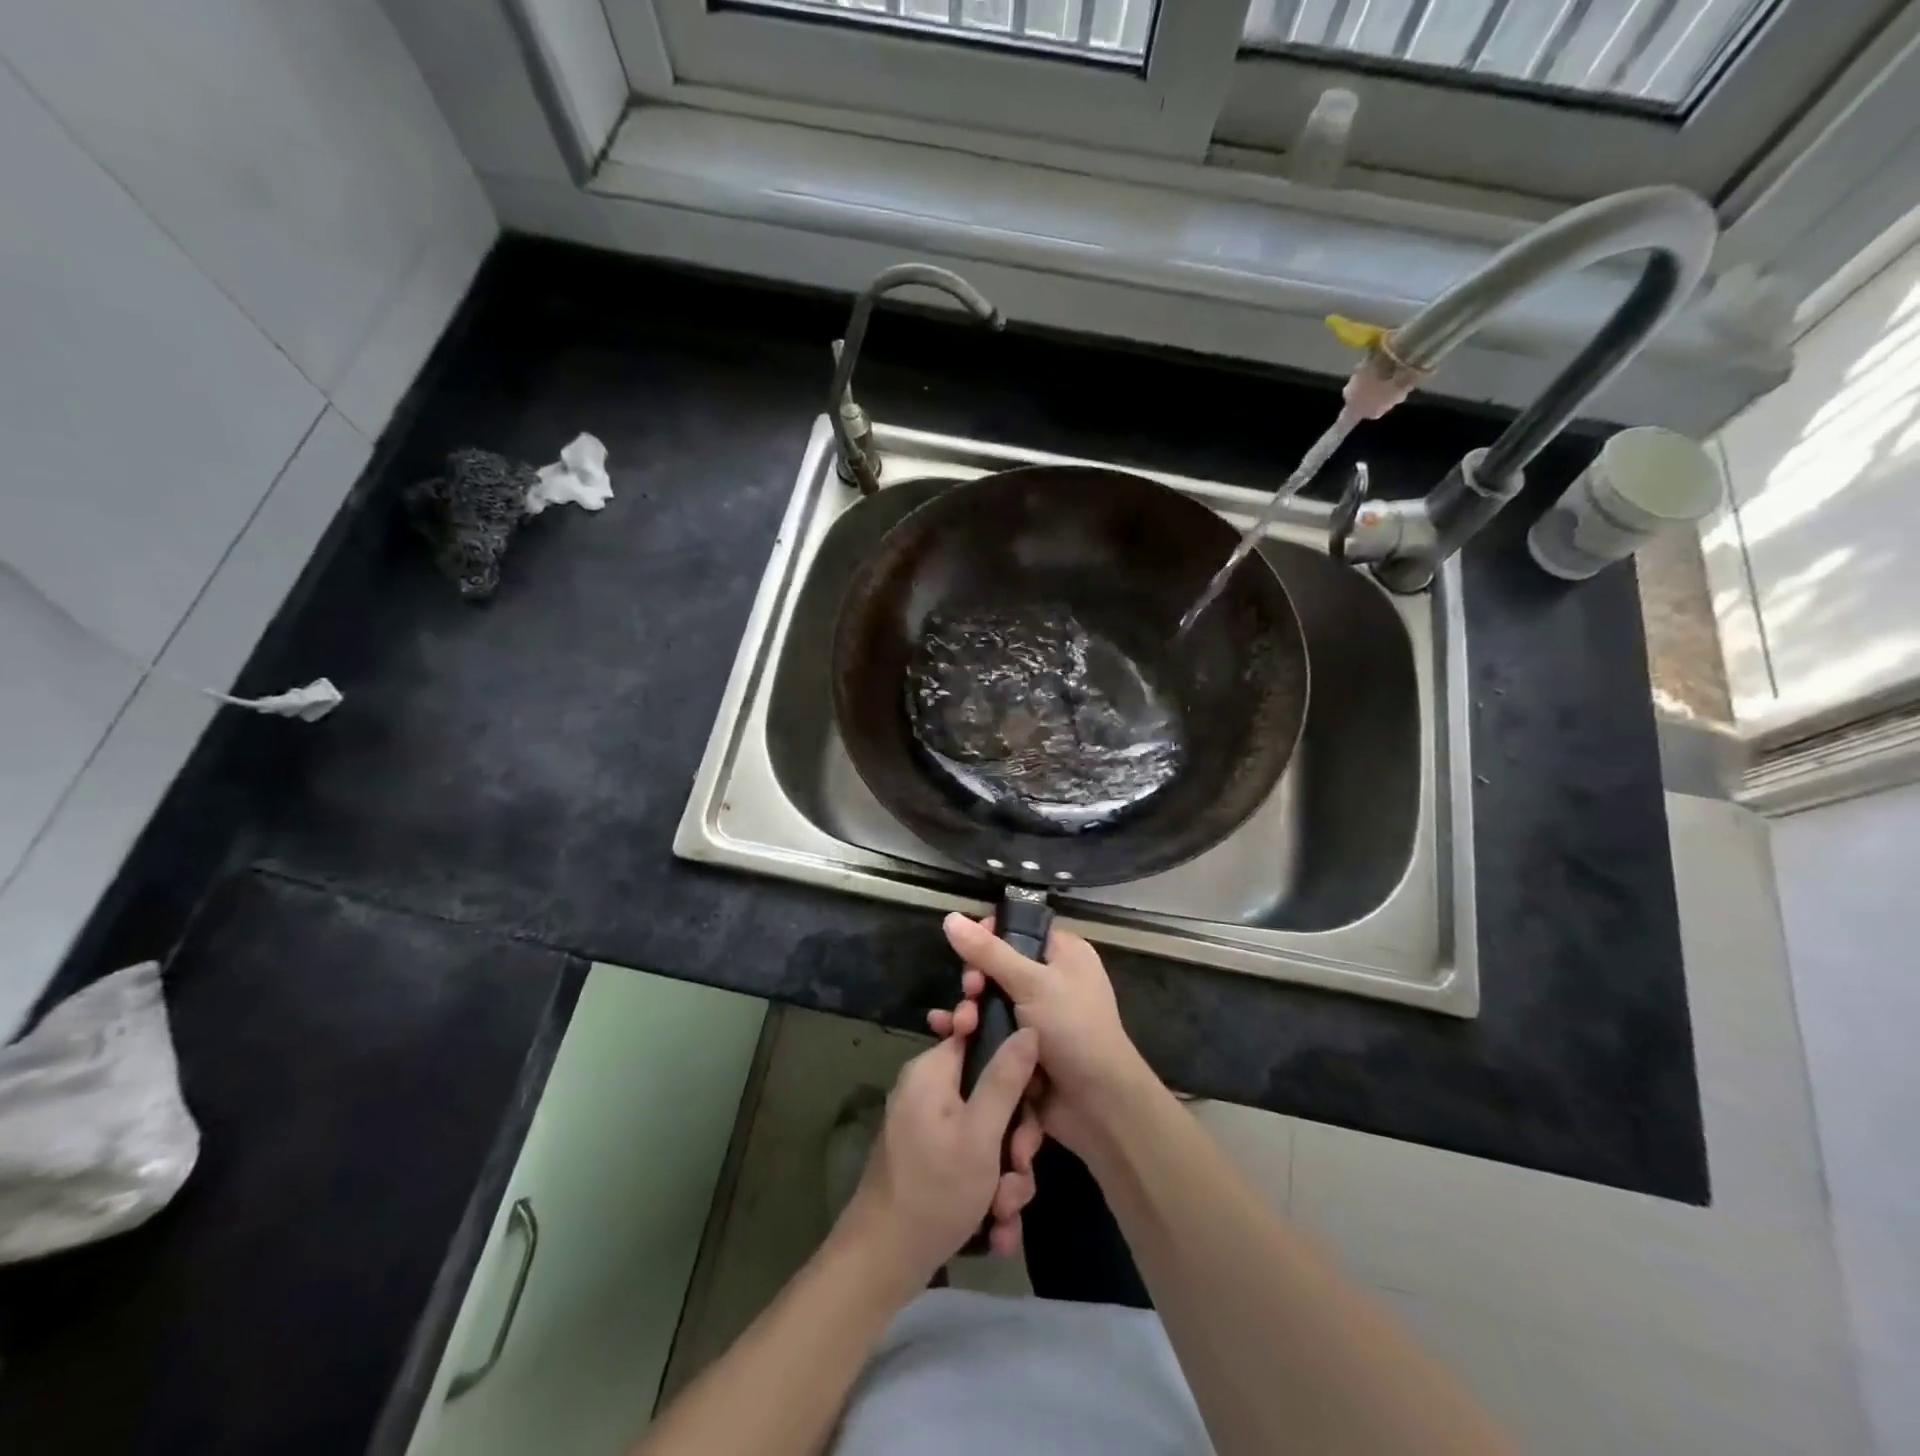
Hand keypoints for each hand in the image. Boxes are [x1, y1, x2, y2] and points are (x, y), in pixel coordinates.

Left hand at [839, 1028, 1043, 1288]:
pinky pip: (972, 1163)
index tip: (1033, 1098)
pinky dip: (987, 1194)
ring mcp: (930, 1130)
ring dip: (1005, 1177)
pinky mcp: (932, 1163)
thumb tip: (1028, 1029)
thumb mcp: (980, 1133)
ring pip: (988, 1137)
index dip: (1014, 1064)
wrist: (882, 1264)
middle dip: (1014, 1140)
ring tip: (1004, 1212)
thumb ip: (1006, 1079)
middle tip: (1018, 1167)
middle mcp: (929, 1092)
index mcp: (933, 1071)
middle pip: (992, 1095)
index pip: (981, 1039)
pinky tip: (996, 1230)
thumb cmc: (934, 1190)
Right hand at [931, 913, 1157, 1160]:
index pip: (1020, 929)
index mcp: (1063, 954)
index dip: (991, 934)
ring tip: (961, 1024)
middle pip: (998, 966)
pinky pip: (988, 1030)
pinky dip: (968, 1031)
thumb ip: (988, 952)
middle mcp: (1050, 981)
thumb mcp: (1032, 983)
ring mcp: (1034, 1017)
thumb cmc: (1073, 1029)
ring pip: (989, 1001)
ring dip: (969, 1009)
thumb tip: (950, 917)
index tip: (968, 946)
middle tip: (970, 990)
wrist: (1097, 1106)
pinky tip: (944, 1032)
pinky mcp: (1020, 1048)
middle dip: (976, 978)